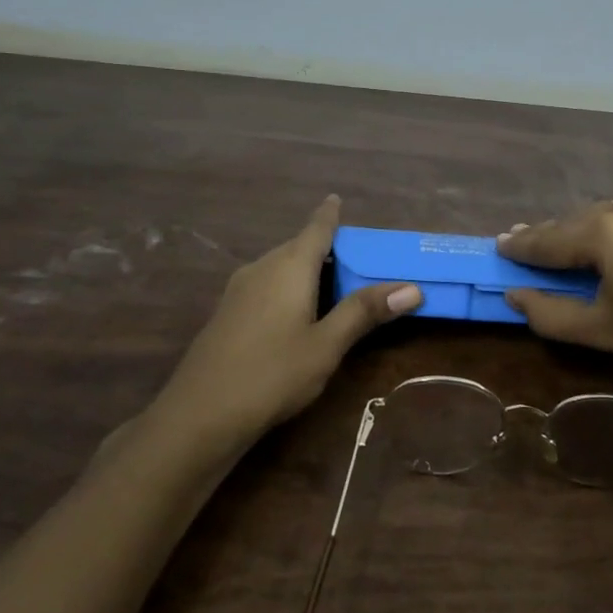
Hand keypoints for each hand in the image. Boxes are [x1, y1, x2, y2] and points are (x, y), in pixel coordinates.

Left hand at [156, 196, 420, 440]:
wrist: (200, 414)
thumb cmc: (272, 373)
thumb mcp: (327, 345)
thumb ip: (364, 312)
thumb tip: (412, 287)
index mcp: (289, 266)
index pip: (316, 229)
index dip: (329, 214)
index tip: (337, 198)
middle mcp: (262, 268)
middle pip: (298, 247)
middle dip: (326, 248)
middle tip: (358, 259)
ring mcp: (239, 290)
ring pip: (280, 267)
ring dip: (307, 270)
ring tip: (335, 285)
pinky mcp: (228, 313)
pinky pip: (266, 285)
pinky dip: (288, 287)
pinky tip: (298, 312)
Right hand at [497, 189, 612, 402]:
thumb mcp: (601, 331)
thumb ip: (549, 313)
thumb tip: (514, 296)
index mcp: (605, 231)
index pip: (549, 238)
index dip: (521, 246)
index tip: (498, 245)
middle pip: (576, 222)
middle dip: (551, 238)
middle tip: (525, 247)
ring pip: (605, 216)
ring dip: (583, 233)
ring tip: (565, 250)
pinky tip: (610, 246)